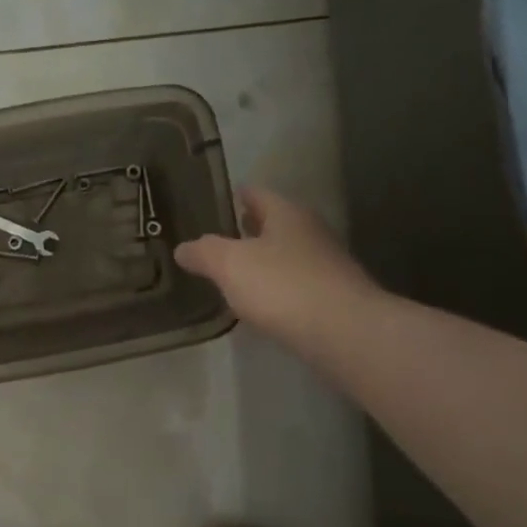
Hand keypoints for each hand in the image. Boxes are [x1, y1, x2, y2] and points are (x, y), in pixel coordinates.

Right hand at [175, 187, 379, 347]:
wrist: (344, 332)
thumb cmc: (282, 286)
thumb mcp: (230, 265)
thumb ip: (204, 252)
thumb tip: (182, 248)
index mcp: (287, 214)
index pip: (259, 194)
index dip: (240, 195)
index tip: (225, 197)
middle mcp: (311, 232)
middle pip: (277, 223)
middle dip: (253, 227)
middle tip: (227, 232)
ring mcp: (327, 265)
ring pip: (288, 253)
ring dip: (266, 257)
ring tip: (239, 268)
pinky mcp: (334, 297)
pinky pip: (297, 283)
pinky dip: (279, 285)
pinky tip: (264, 301)